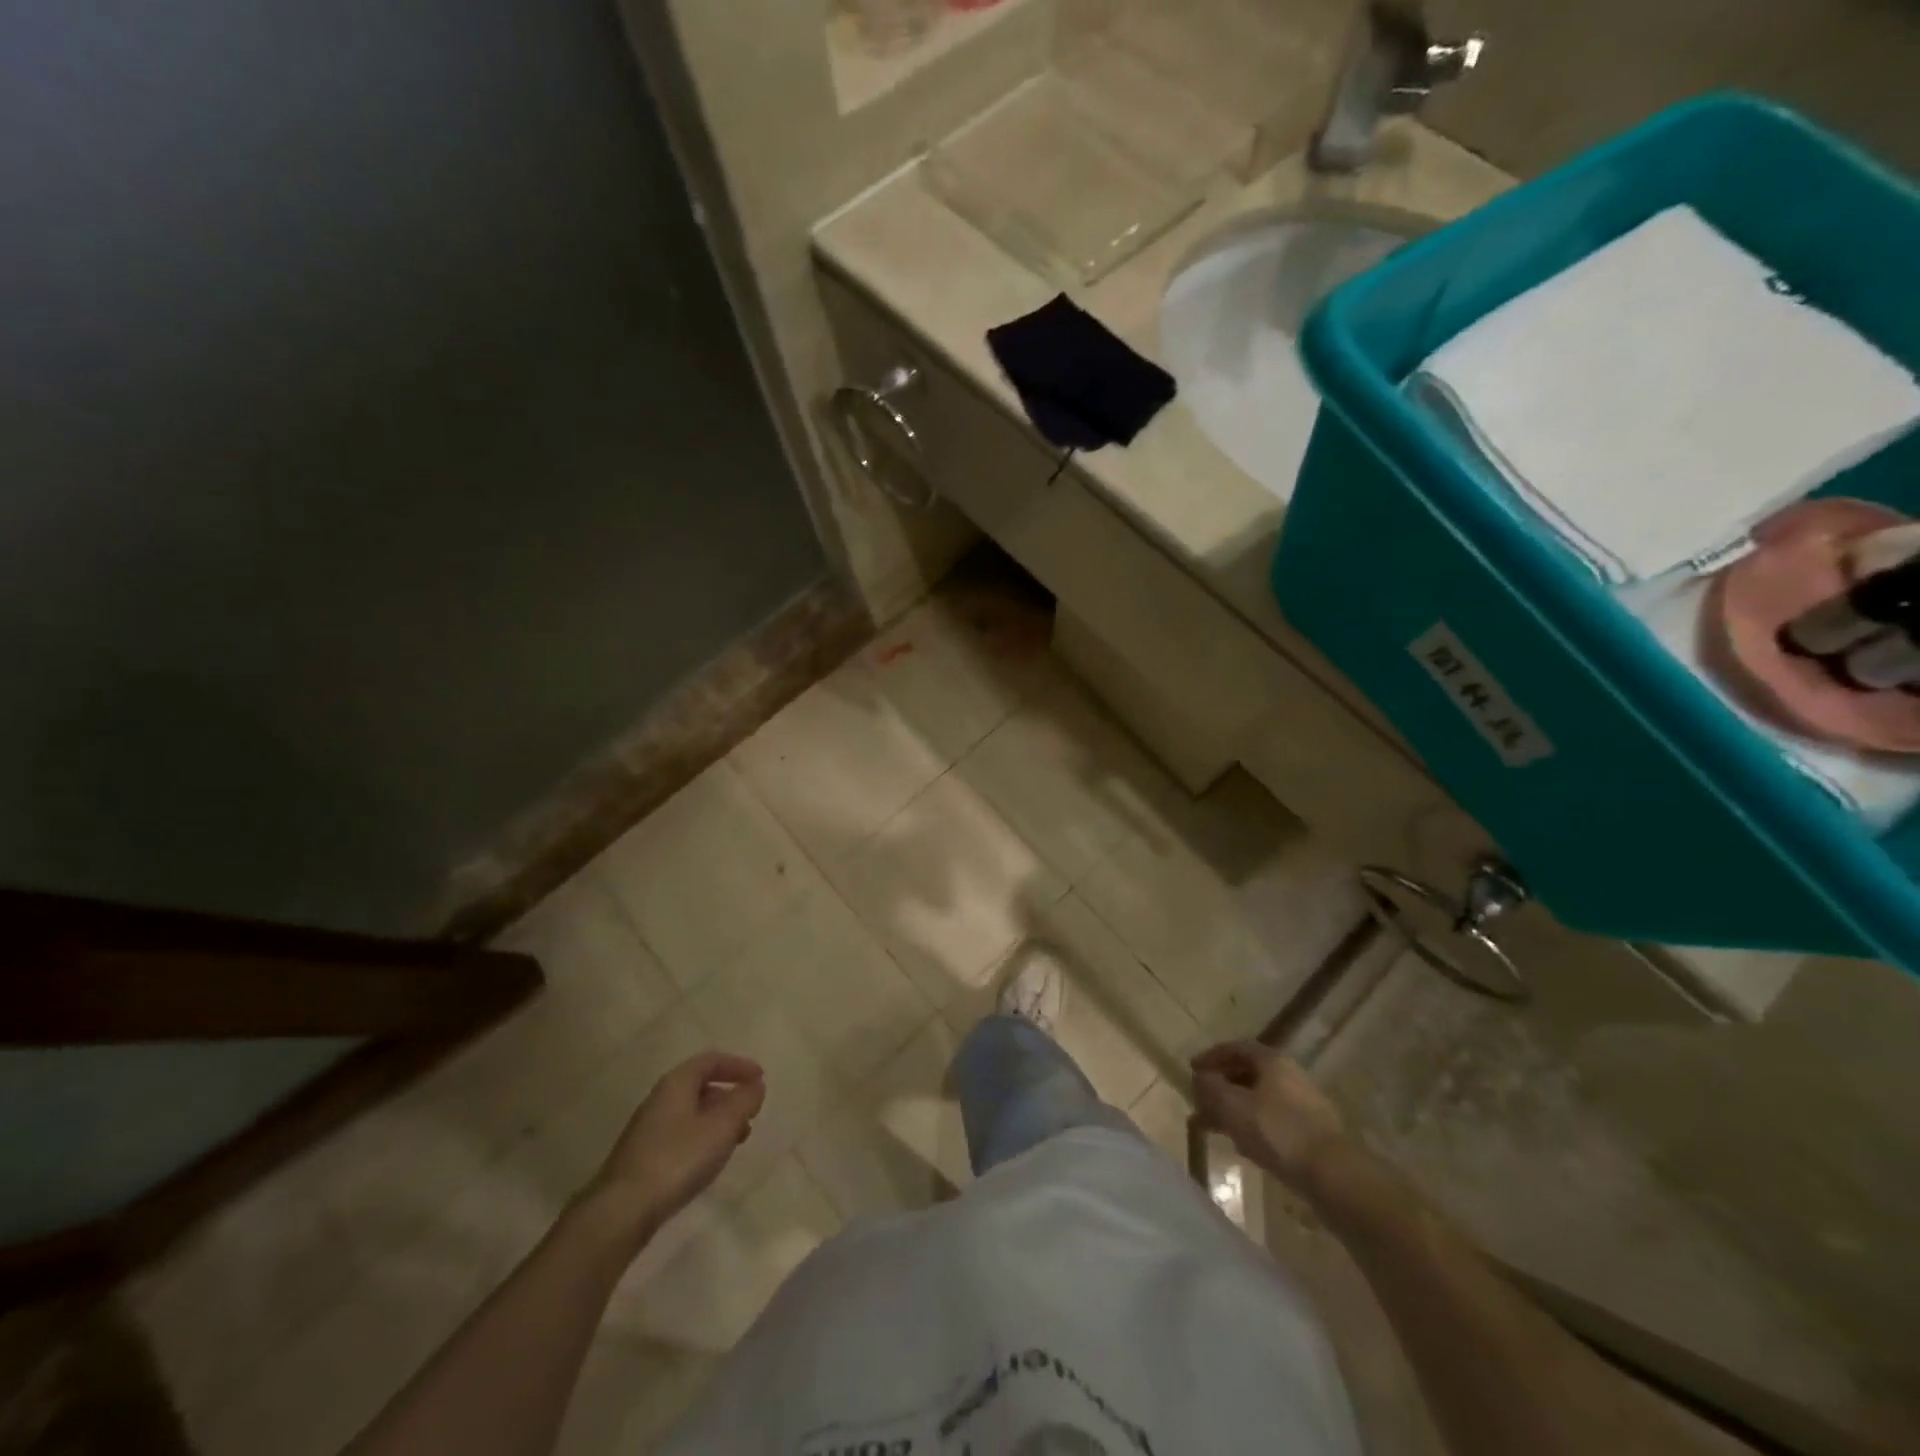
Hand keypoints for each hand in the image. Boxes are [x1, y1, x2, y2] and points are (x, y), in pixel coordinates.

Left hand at [586, 1051, 765, 1236]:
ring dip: (718, 1120)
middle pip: (700, 1086)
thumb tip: (755, 1085)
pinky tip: (710, 1161)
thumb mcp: (721, 1126)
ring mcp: (648, 1129)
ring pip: (691, 1113)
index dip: (738, 1066)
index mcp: (676, 1083)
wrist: (621, 1210)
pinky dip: (703, 1138)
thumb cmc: (678, 1158)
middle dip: (729, 1096)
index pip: (711, 1060)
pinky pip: (681, 1135)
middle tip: (751, 1113)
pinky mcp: (643, 1157)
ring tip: (737, 1141)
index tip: (760, 1079)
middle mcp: (659, 1099)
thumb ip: (743, 1101)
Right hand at [1190, 1042, 1349, 1196]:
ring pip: (1259, 1099)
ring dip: (1235, 1109)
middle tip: (1201, 1103)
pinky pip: (1273, 1119)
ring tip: (1216, 1128)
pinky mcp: (1312, 1131)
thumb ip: (1210, 1088)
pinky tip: (1243, 1145)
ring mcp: (1304, 1104)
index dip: (1211, 1057)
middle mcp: (1290, 1075)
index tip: (1192, 1070)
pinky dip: (1253, 1125)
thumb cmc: (1277, 1131)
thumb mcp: (1232, 1106)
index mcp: (1272, 1061)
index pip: (1235, 1048)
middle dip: (1221, 1087)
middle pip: (1247, 1073)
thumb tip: (1201, 1077)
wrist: (1332, 1174)